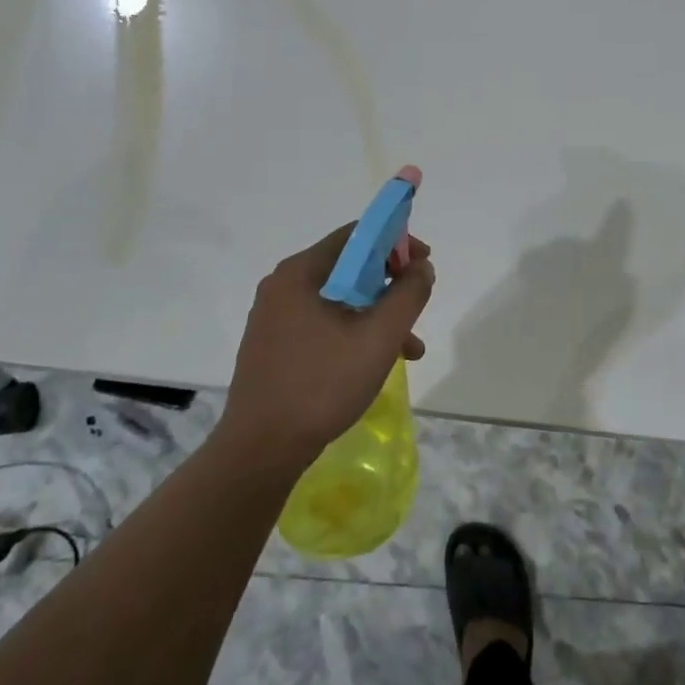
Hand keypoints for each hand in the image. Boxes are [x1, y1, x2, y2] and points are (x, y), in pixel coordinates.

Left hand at [222, 226, 434, 471]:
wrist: (261, 449)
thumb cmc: (322, 384)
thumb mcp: (379, 337)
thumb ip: (408, 294)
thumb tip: (421, 266)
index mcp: (301, 273)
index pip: (356, 235)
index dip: (396, 242)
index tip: (423, 265)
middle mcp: (283, 286)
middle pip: (348, 267)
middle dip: (390, 286)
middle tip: (417, 308)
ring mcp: (274, 317)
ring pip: (339, 300)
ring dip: (377, 316)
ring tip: (410, 350)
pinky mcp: (274, 345)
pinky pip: (323, 323)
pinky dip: (353, 333)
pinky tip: (375, 363)